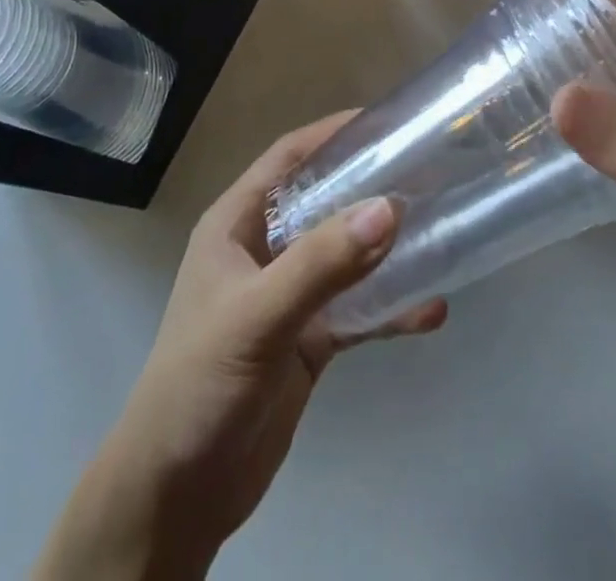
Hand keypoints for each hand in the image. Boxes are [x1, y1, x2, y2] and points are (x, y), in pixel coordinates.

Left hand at [36, 114, 446, 580]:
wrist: (176, 495)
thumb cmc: (201, 383)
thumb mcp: (258, 315)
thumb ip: (322, 263)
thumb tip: (389, 208)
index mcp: (237, 224)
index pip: (287, 158)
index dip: (330, 134)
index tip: (384, 121)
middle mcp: (263, 250)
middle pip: (324, 201)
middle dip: (369, 186)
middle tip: (426, 171)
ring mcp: (287, 297)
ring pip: (345, 256)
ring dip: (386, 247)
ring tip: (438, 228)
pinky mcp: (307, 341)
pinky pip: (356, 310)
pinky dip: (389, 308)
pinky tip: (430, 310)